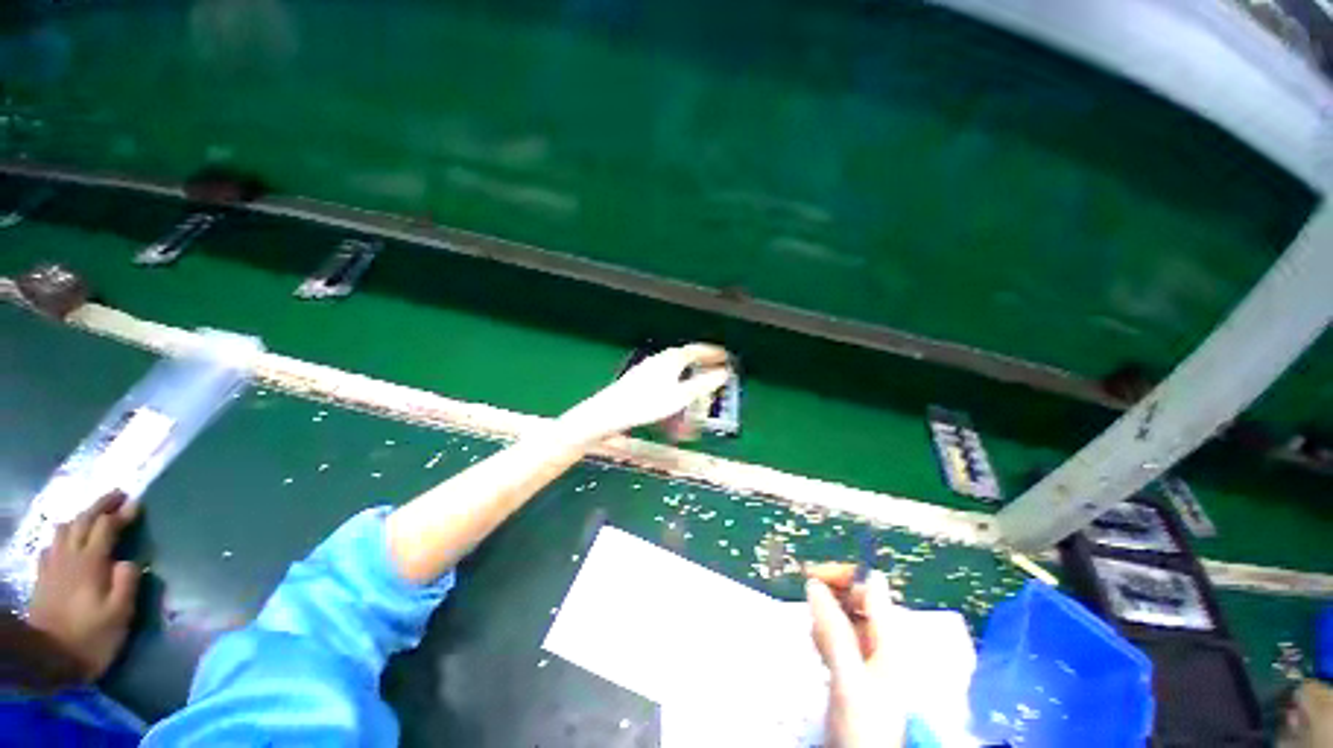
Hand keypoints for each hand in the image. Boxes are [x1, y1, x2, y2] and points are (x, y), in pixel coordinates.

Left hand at [28, 492, 141, 681]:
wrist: (47, 658)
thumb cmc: (91, 637)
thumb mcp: (119, 614)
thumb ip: (127, 583)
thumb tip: (130, 561)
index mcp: (91, 562)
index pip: (107, 527)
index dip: (122, 513)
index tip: (137, 503)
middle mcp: (70, 555)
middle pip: (83, 521)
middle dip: (101, 506)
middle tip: (118, 495)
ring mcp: (53, 565)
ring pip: (64, 529)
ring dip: (81, 518)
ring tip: (93, 516)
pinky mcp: (44, 575)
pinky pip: (52, 545)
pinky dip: (63, 536)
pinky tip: (66, 543)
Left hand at [562, 343, 731, 441]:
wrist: (609, 412)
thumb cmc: (646, 404)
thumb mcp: (680, 397)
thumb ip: (702, 385)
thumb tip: (724, 374)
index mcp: (671, 359)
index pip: (697, 350)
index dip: (713, 353)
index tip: (726, 356)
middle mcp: (660, 359)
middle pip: (686, 355)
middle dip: (702, 361)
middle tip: (716, 367)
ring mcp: (648, 367)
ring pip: (675, 364)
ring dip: (690, 369)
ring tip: (699, 378)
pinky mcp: (640, 378)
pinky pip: (666, 373)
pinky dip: (678, 378)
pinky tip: (676, 389)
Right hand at [806, 563, 904, 747]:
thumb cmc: (865, 726)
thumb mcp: (847, 678)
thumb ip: (833, 631)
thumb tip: (814, 584)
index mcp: (890, 638)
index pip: (870, 585)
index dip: (842, 575)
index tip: (811, 576)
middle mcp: (883, 641)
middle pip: (857, 599)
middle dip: (831, 598)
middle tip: (810, 609)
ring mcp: (870, 655)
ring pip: (845, 617)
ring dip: (826, 619)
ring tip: (818, 641)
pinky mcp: (857, 668)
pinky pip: (840, 637)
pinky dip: (826, 636)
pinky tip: (820, 651)